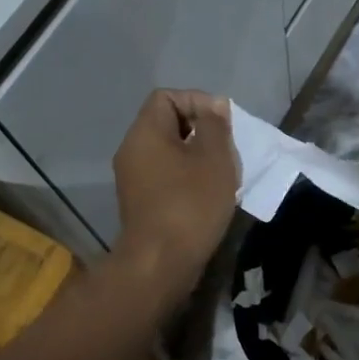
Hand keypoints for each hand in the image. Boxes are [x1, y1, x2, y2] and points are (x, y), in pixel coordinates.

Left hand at [112, 90, 239, 305]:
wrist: (161, 263)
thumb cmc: (190, 204)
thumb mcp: (214, 158)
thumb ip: (216, 126)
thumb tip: (214, 106)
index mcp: (145, 133)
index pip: (167, 97)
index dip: (197, 101)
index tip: (222, 124)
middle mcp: (132, 150)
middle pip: (167, 124)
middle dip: (201, 131)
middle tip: (226, 151)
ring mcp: (133, 179)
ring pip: (169, 152)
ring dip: (197, 158)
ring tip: (222, 175)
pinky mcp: (141, 203)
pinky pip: (166, 176)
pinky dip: (188, 179)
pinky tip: (208, 196)